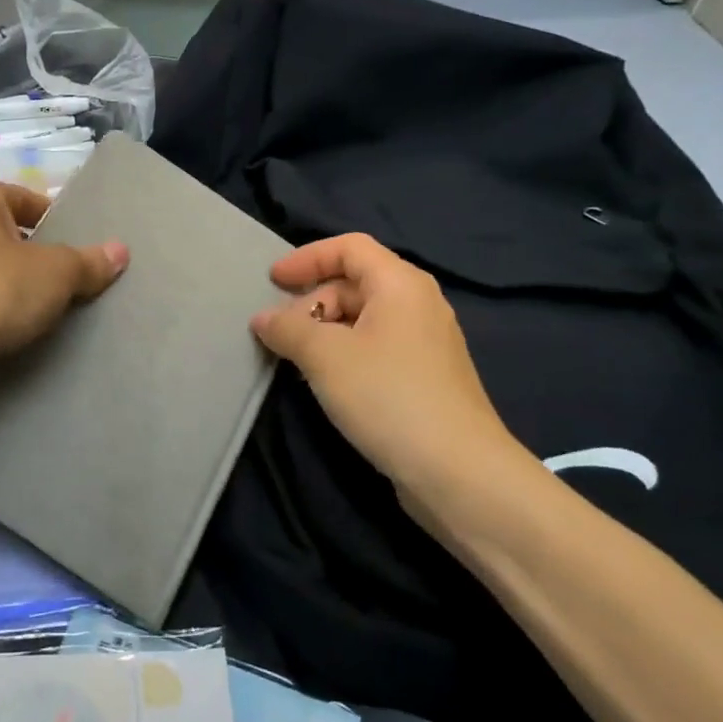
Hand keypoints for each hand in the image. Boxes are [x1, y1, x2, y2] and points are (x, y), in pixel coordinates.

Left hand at [0, 179, 127, 382]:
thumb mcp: (57, 271)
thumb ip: (89, 261)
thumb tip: (120, 251)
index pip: (25, 199)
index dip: (56, 220)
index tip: (81, 248)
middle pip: (8, 237)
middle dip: (39, 258)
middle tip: (74, 280)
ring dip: (18, 289)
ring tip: (53, 310)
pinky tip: (21, 332)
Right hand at [248, 234, 538, 531]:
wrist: (460, 473)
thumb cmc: (388, 396)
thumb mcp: (325, 356)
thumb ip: (288, 328)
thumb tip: (262, 318)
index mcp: (401, 284)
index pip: (349, 247)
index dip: (307, 257)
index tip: (272, 281)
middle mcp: (418, 304)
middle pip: (355, 283)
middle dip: (311, 300)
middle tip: (279, 332)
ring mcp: (425, 344)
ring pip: (364, 319)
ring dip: (324, 330)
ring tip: (296, 359)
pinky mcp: (425, 378)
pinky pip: (376, 348)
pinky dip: (345, 354)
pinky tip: (326, 382)